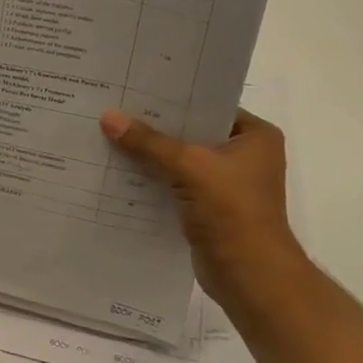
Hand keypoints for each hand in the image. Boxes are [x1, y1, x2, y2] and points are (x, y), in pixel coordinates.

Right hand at [98, 107, 311, 315]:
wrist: (249, 275)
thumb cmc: (231, 211)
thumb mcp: (188, 166)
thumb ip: (148, 142)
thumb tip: (108, 117)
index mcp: (255, 136)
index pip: (207, 105)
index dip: (171, 98)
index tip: (133, 87)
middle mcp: (243, 155)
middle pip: (190, 132)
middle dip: (153, 126)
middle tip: (113, 109)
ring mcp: (225, 183)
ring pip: (178, 159)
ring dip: (148, 153)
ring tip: (108, 135)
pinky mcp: (207, 207)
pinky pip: (172, 182)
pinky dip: (150, 178)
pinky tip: (117, 169)